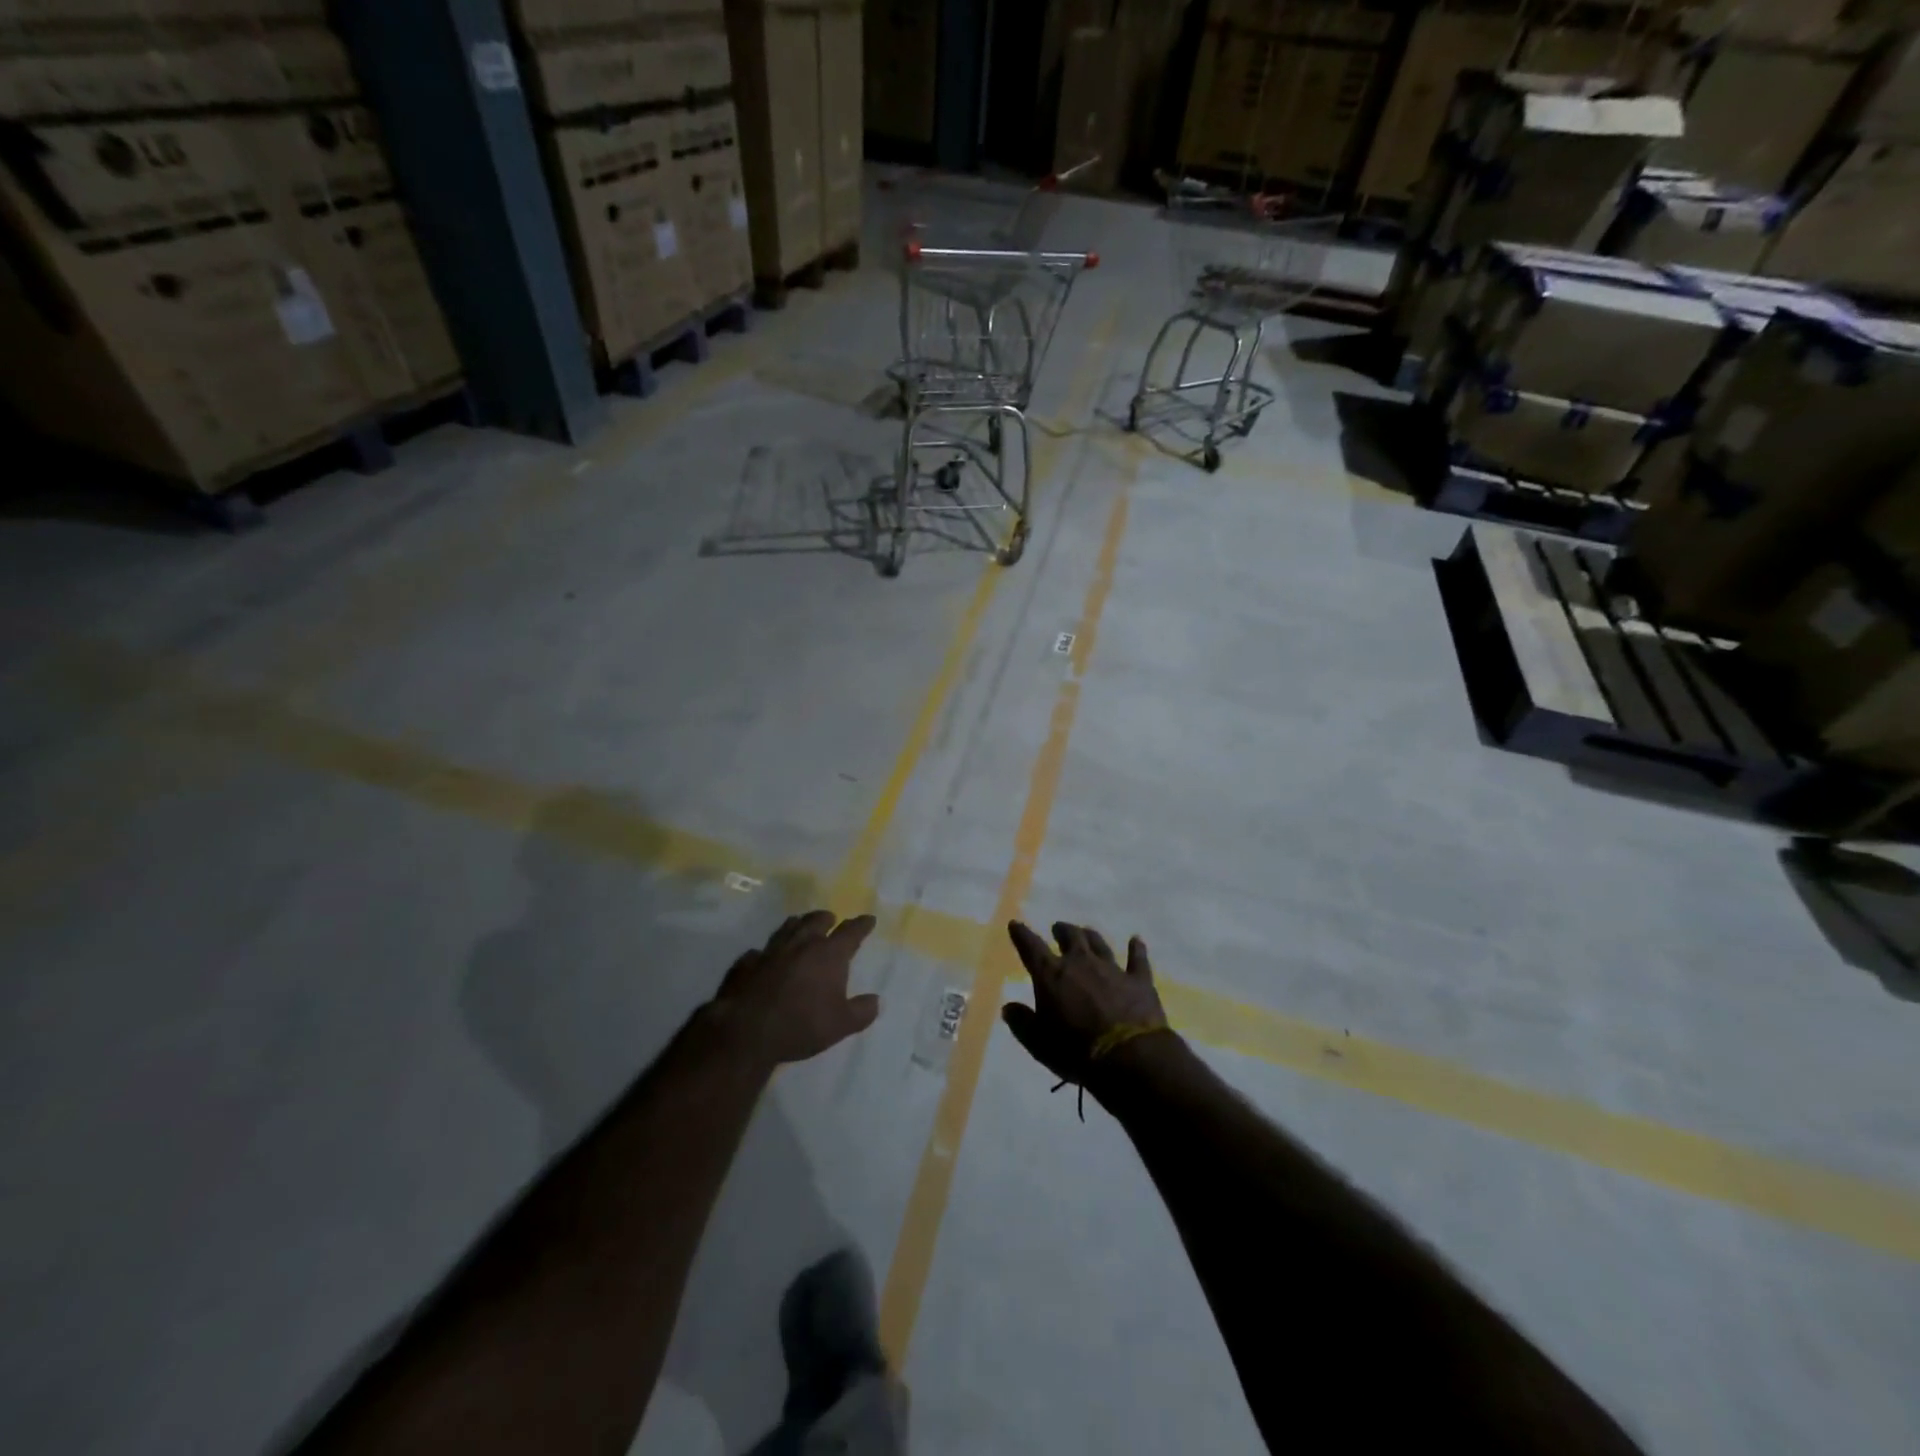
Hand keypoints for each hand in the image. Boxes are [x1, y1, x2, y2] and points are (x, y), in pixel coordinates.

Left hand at [710, 911, 881, 1065]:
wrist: (746, 1030)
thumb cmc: (801, 1025)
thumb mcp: (841, 1025)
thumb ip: (861, 1011)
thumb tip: (876, 1001)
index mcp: (828, 954)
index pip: (850, 932)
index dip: (861, 925)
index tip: (868, 919)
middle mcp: (801, 944)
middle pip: (816, 921)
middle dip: (826, 918)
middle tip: (831, 918)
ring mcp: (771, 951)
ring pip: (787, 928)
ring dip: (797, 925)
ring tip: (800, 924)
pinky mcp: (747, 963)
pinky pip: (759, 951)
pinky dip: (767, 952)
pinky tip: (765, 957)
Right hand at [1002, 921, 1168, 1087]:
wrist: (1129, 1057)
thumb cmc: (1076, 1051)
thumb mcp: (1038, 1043)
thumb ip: (1022, 1023)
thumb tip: (1008, 1008)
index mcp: (1052, 975)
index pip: (1031, 947)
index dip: (1021, 934)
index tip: (1015, 924)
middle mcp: (1081, 963)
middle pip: (1070, 937)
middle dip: (1062, 931)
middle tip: (1058, 929)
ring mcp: (1112, 968)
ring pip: (1099, 943)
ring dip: (1090, 936)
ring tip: (1086, 932)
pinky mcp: (1138, 980)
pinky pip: (1137, 959)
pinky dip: (1136, 949)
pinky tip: (1136, 940)